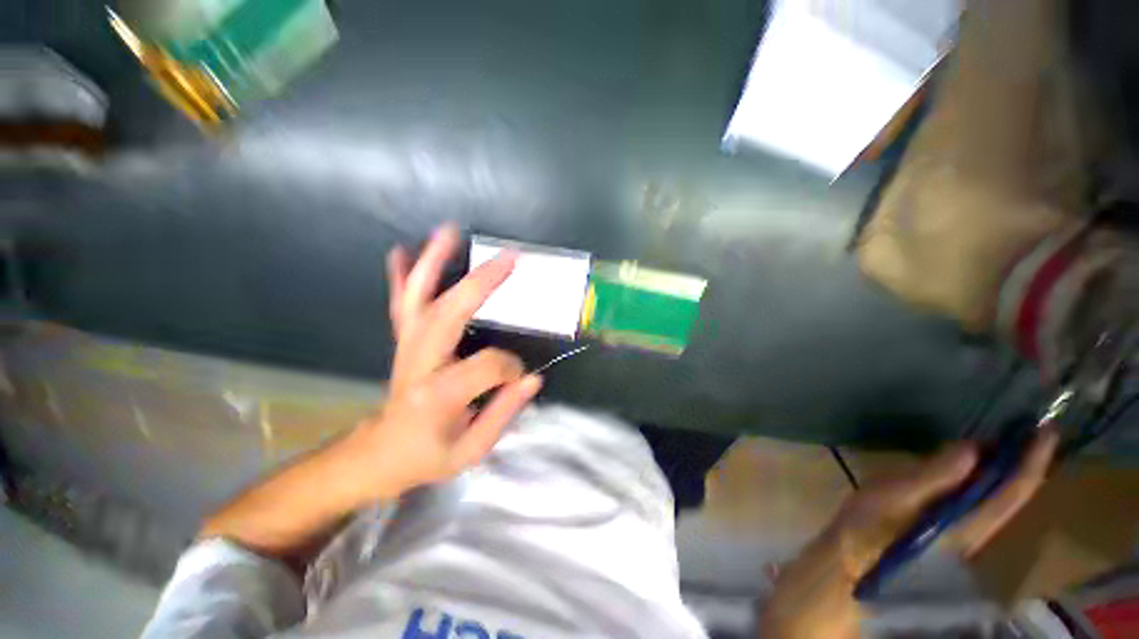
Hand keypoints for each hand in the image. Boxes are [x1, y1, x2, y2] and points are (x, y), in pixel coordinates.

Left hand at [341, 224, 542, 500]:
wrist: (380, 454)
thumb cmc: (427, 455)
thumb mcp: (471, 450)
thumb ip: (504, 413)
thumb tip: (533, 378)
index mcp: (439, 395)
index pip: (488, 364)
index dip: (510, 368)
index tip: (518, 378)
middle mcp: (419, 362)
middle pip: (450, 312)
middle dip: (482, 283)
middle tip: (509, 258)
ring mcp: (407, 347)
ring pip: (419, 298)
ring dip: (433, 262)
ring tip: (449, 232)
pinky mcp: (403, 341)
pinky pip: (401, 304)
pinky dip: (402, 277)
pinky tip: (403, 251)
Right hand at [760, 428, 1059, 638]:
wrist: (848, 567)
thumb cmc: (868, 532)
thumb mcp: (894, 499)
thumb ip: (934, 477)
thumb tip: (974, 449)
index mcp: (967, 524)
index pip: (1013, 491)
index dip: (1033, 461)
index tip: (1047, 430)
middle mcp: (975, 530)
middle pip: (1011, 496)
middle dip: (1025, 463)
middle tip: (1029, 429)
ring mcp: (960, 532)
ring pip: (997, 500)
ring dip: (1006, 470)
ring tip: (1009, 441)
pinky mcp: (943, 529)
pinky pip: (976, 501)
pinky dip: (983, 479)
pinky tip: (973, 466)